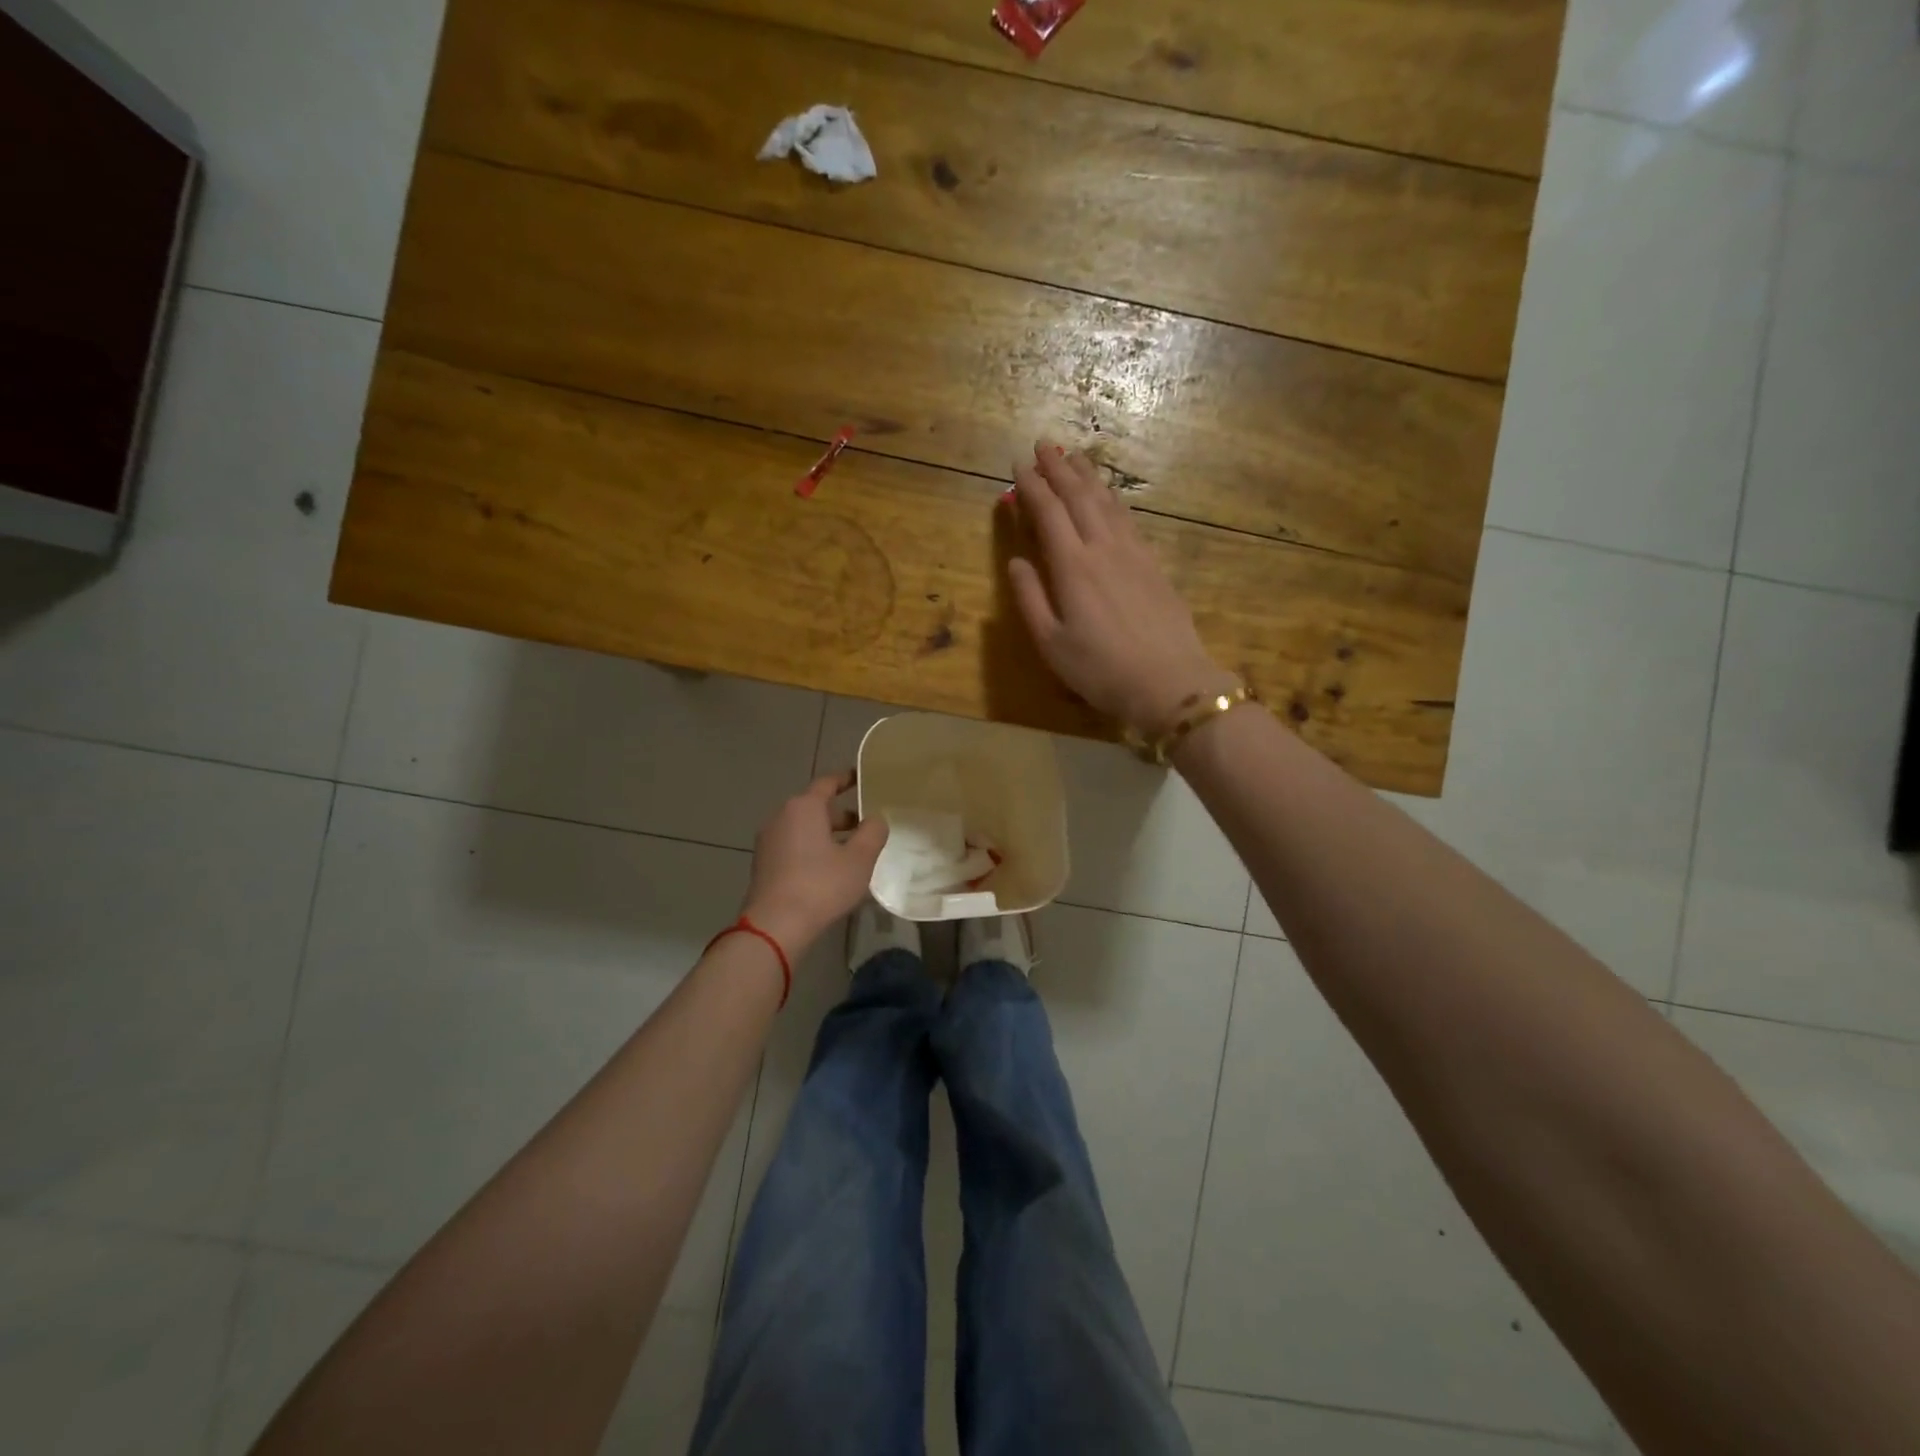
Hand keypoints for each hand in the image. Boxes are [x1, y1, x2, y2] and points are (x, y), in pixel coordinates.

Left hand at [741, 771, 888, 954]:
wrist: (775, 925)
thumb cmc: (821, 885)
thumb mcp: (860, 859)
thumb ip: (873, 832)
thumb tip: (876, 819)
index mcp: (803, 807)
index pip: (827, 783)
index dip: (847, 779)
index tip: (862, 778)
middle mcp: (781, 816)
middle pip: (815, 807)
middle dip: (841, 815)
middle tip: (866, 825)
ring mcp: (768, 841)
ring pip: (804, 828)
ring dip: (827, 834)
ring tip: (852, 851)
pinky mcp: (763, 864)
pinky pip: (793, 846)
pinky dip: (812, 849)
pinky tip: (829, 870)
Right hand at [1006, 442, 1235, 737]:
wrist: (1170, 682)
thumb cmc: (1101, 669)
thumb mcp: (1052, 643)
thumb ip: (1030, 599)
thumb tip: (1016, 561)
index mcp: (1073, 567)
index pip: (1049, 513)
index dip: (1032, 487)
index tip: (1018, 464)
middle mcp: (1103, 549)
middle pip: (1079, 497)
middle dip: (1059, 468)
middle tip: (1044, 444)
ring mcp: (1134, 553)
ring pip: (1107, 503)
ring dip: (1088, 477)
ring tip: (1074, 456)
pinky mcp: (1154, 564)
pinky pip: (1129, 519)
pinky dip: (1113, 500)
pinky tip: (1110, 497)